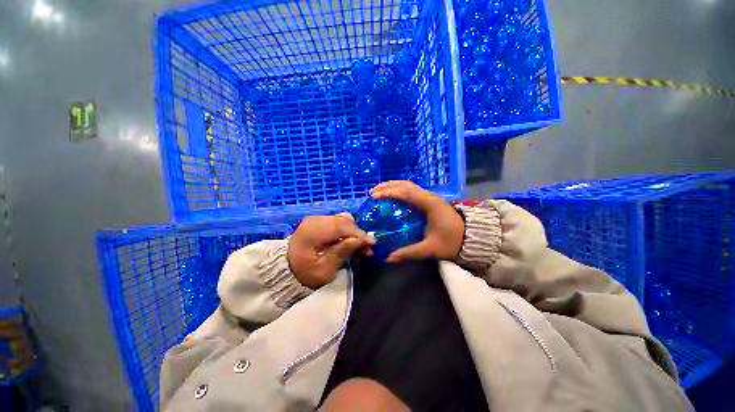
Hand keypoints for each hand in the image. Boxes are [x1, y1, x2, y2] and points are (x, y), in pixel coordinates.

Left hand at [288, 213, 375, 288]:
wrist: (288, 270)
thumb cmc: (305, 274)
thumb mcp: (324, 270)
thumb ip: (341, 253)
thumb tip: (359, 240)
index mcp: (312, 231)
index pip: (340, 227)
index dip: (358, 234)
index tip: (372, 243)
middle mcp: (314, 220)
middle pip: (343, 222)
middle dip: (358, 234)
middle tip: (368, 249)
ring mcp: (317, 219)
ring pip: (343, 220)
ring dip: (354, 233)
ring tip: (360, 248)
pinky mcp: (320, 221)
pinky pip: (338, 222)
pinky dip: (347, 231)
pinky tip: (351, 243)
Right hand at [370, 181, 464, 262]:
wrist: (472, 238)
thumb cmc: (452, 242)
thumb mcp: (430, 249)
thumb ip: (409, 253)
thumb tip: (389, 258)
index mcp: (429, 204)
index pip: (406, 193)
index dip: (389, 193)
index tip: (374, 197)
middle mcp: (429, 196)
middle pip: (405, 184)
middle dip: (388, 186)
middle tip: (372, 192)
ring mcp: (430, 197)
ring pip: (409, 185)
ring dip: (393, 186)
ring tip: (379, 191)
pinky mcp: (430, 200)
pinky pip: (412, 190)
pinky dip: (399, 190)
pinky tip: (393, 196)